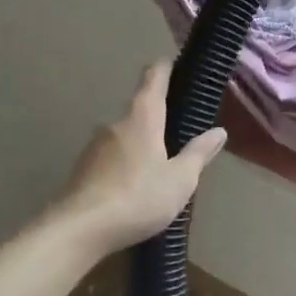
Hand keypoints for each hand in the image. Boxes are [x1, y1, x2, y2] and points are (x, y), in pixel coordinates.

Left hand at [41, 63, 226, 263]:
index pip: (153, 79)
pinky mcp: (82, 170)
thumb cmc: (137, 197)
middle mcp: (115, 124)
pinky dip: (126, 162)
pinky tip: (135, 185)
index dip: (164, 68)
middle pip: (140, 109)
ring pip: (125, 135)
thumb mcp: (180, 179)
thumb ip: (199, 153)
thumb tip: (219, 131)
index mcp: (142, 118)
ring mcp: (94, 147)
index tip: (173, 63)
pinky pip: (112, 156)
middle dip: (159, 116)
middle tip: (180, 129)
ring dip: (142, 142)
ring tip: (160, 163)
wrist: (76, 232)